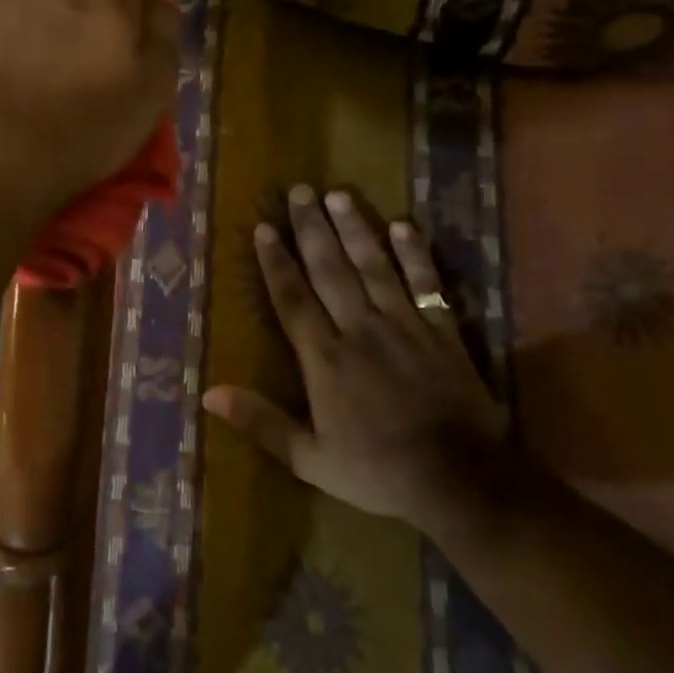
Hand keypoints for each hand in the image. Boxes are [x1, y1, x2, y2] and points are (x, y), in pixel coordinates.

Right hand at [205, 186, 505, 534]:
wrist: (463, 481)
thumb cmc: (379, 471)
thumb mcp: (310, 459)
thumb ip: (261, 423)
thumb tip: (210, 393)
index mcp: (325, 358)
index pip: (293, 298)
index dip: (276, 261)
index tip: (264, 227)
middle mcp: (360, 329)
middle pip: (330, 270)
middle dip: (312, 229)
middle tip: (299, 191)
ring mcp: (404, 325)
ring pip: (373, 266)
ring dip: (354, 229)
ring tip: (338, 194)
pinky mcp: (441, 330)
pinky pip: (425, 283)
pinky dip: (414, 254)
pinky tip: (401, 225)